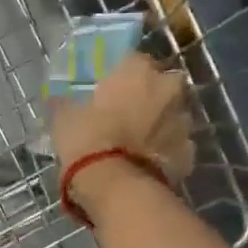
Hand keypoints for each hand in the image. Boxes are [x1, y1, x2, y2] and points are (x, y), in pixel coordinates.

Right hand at [50, 52, 195, 210]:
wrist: (116, 186)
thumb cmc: (87, 140)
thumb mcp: (64, 117)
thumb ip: (68, 103)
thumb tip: (59, 100)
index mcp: (138, 70)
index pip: (133, 61)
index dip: (121, 77)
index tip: (108, 91)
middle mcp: (167, 88)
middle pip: (161, 85)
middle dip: (148, 96)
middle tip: (127, 114)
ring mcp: (182, 120)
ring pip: (171, 115)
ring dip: (158, 123)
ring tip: (137, 142)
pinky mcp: (188, 152)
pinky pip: (174, 146)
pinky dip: (163, 151)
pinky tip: (146, 163)